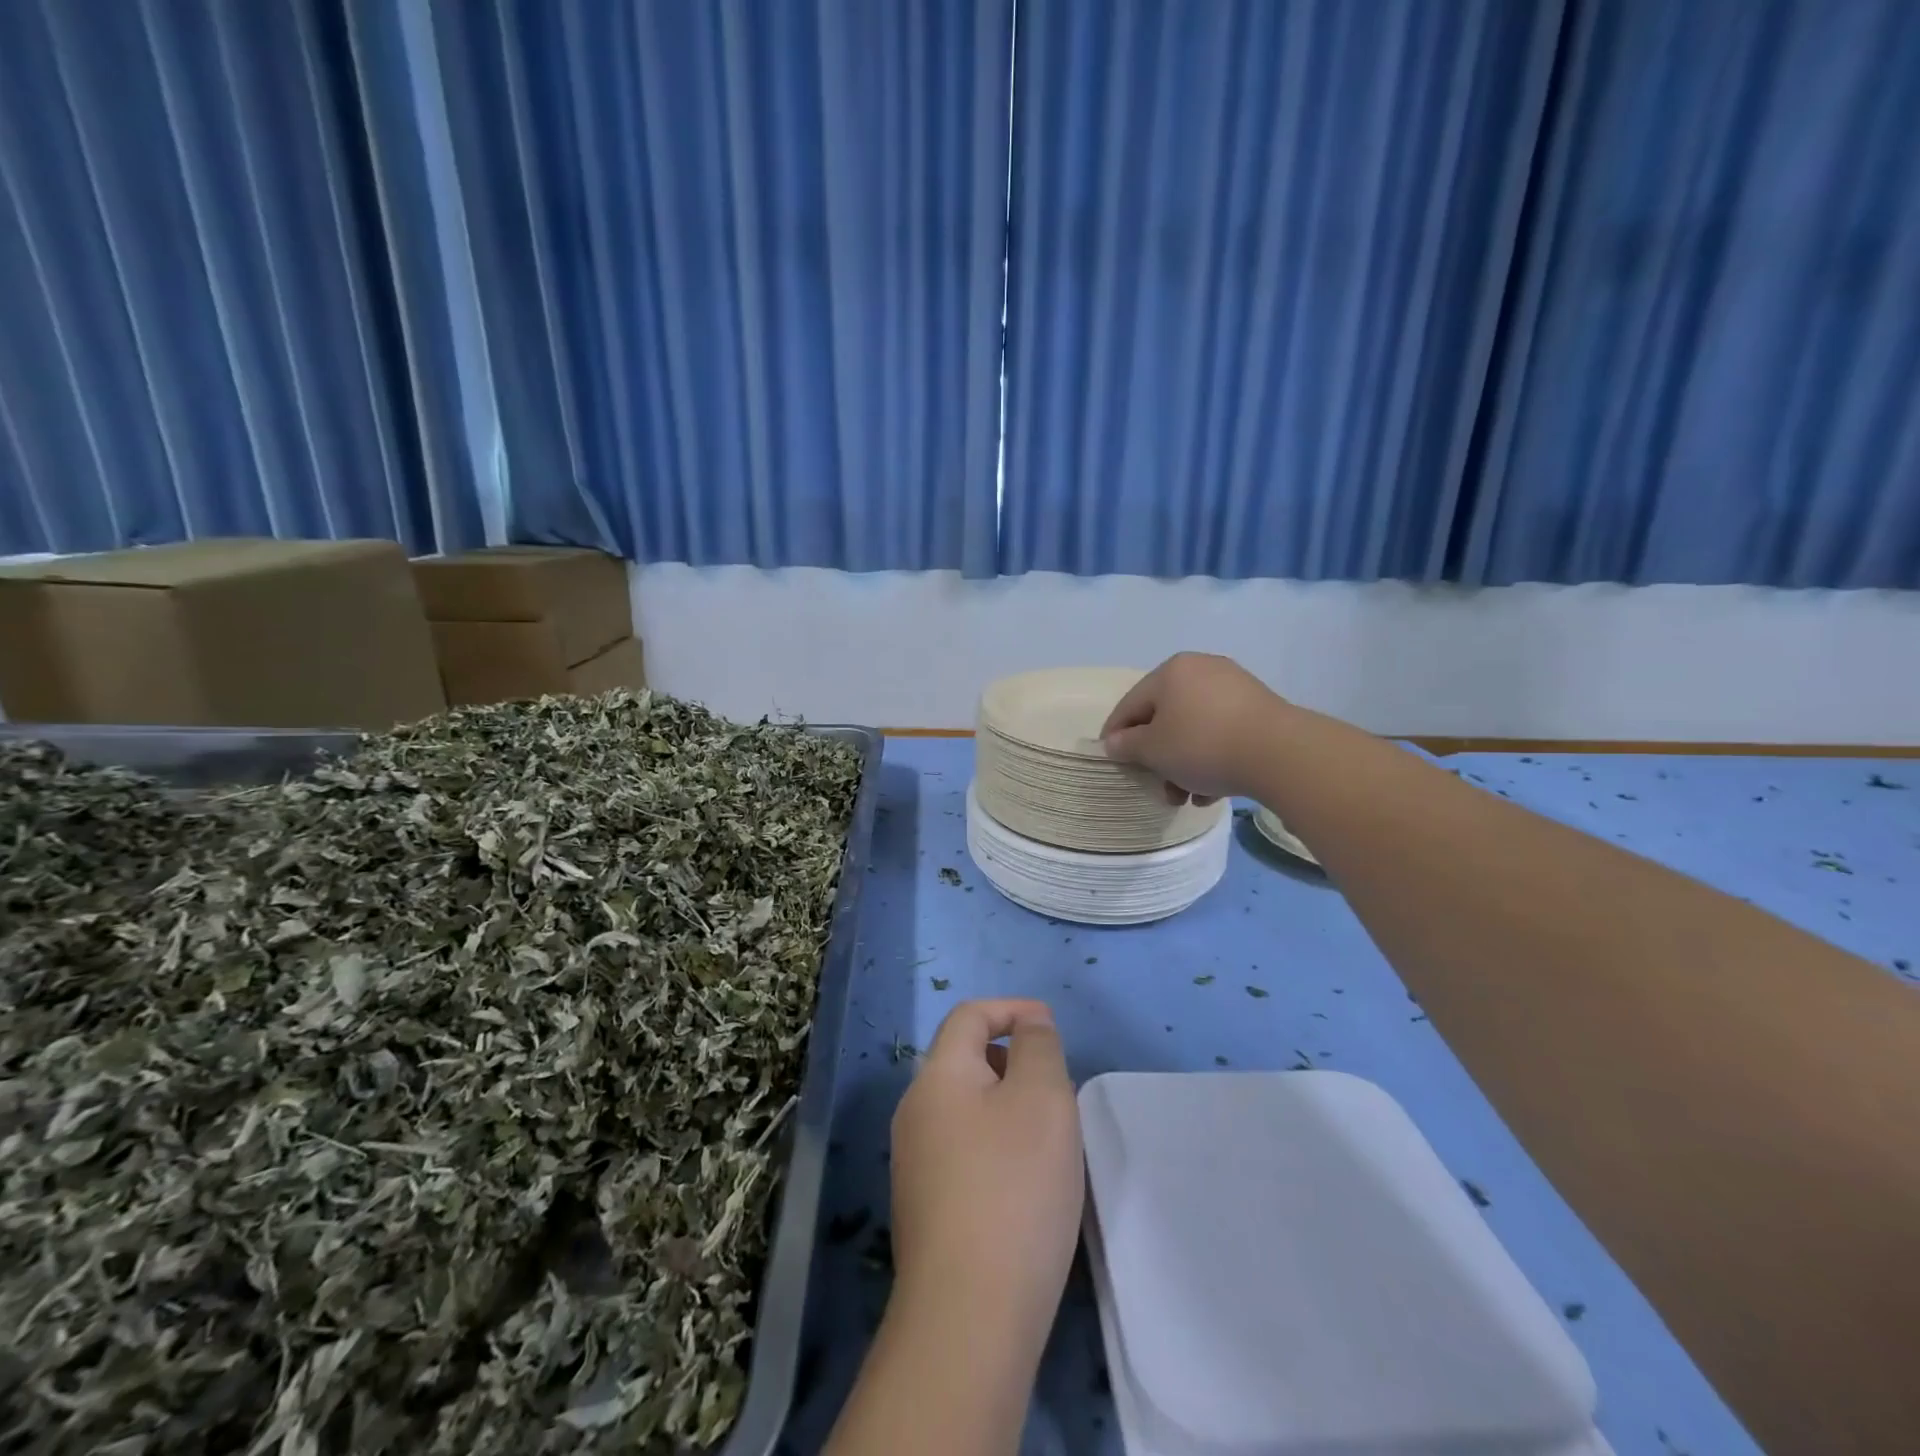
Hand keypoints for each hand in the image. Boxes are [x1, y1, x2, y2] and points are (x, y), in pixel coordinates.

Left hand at [888, 999, 1083, 1360]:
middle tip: (1059, 1093)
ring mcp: (914, 1163)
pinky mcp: (924, 1207)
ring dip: (1008, 1107)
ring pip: (967, 1109)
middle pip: (965, 1061)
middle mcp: (914, 1112)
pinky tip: (1025, 1185)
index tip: (1052, 1027)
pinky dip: (997, 1146)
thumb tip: (1029, 1025)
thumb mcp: (1043, 1098)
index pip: (969, 1016)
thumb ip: (1038, 1047)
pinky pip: (964, 1150)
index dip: (1012, 1009)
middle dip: (1014, 1061)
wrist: (969, 1316)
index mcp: (937, 1076)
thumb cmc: (1013, 1188)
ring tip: (1050, 1140)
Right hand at [1101, 652, 1289, 802]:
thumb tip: (1115, 742)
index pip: (1130, 705)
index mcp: (1171, 671)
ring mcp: (1235, 687)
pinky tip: (1214, 790)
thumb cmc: (1202, 745)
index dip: (1116, 735)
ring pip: (1195, 730)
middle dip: (1159, 758)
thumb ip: (1127, 745)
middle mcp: (1202, 670)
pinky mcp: (1261, 709)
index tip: (1113, 762)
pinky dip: (1212, 759)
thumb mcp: (1153, 750)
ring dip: (1185, 765)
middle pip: (1165, 719)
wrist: (1280, 754)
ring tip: (1189, 797)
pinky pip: (1222, 734)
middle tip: (1158, 787)